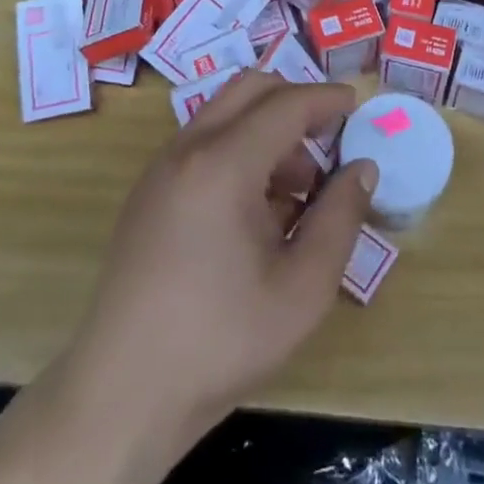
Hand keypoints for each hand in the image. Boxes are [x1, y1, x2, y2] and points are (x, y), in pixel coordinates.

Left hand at [64, 72, 376, 446]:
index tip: (358, 105)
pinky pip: (203, 142)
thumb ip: (340, 218)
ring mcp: (161, 168)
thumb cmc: (220, 342)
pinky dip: (239, 148)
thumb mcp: (302, 289)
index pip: (286, 104)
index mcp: (223, 164)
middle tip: (329, 139)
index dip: (327, 100)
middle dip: (295, 102)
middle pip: (250, 89)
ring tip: (298, 189)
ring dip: (267, 127)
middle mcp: (187, 149)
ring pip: (224, 112)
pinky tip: (257, 209)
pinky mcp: (149, 191)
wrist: (121, 394)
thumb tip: (362, 168)